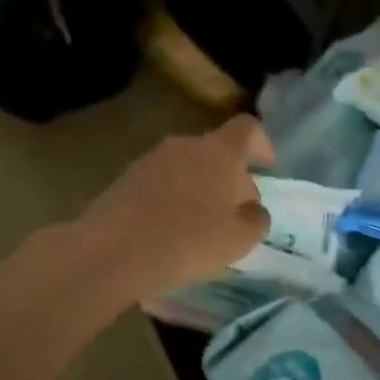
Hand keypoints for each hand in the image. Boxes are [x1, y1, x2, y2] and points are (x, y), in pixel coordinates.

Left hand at [74, 113, 273, 299]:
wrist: (113, 250)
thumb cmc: (188, 240)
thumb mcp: (239, 238)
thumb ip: (256, 218)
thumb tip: (252, 209)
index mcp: (218, 151)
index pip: (247, 128)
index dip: (261, 143)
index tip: (267, 166)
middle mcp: (184, 145)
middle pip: (216, 151)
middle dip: (230, 177)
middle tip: (236, 212)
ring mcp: (151, 160)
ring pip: (187, 167)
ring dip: (200, 189)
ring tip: (202, 227)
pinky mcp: (126, 179)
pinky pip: (161, 183)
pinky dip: (172, 199)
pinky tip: (170, 231)